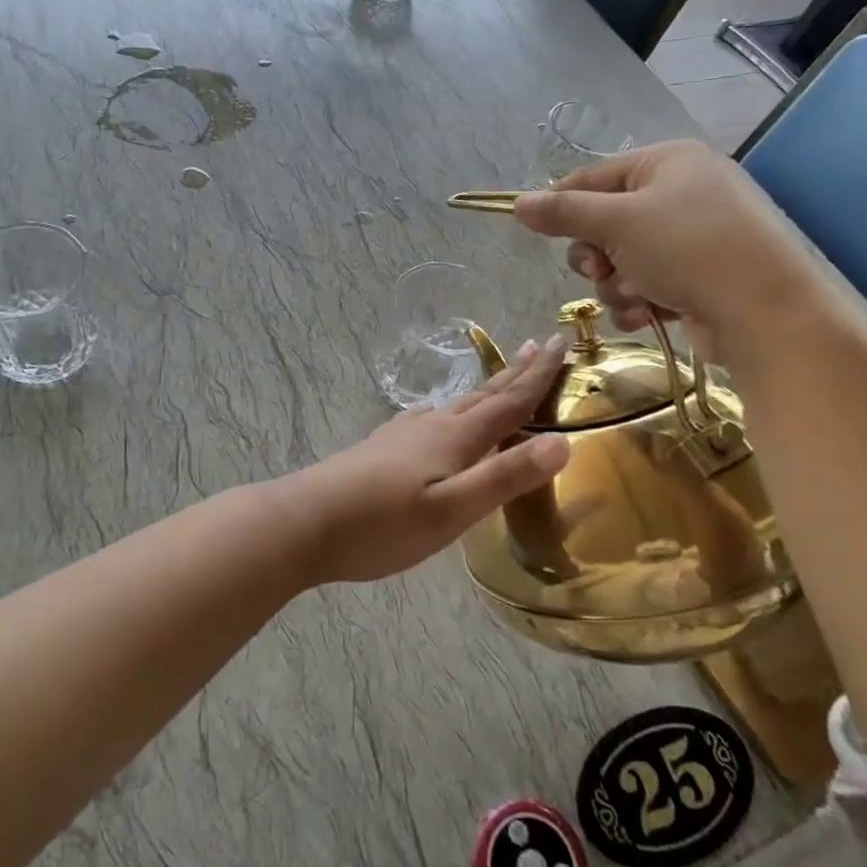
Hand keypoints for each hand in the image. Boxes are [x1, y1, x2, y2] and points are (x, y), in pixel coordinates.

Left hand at [291, 338, 570, 583]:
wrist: (303, 523)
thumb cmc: (382, 524)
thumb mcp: (451, 510)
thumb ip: (504, 477)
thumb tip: (562, 442)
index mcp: (455, 438)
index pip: (508, 401)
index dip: (539, 375)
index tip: (562, 342)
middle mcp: (432, 426)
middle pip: (484, 395)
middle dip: (516, 372)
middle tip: (541, 344)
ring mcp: (402, 434)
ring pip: (455, 404)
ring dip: (485, 390)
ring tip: (500, 380)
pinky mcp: (382, 448)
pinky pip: (430, 418)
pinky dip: (451, 410)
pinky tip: (437, 417)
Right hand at [512, 140, 817, 349]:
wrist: (764, 311)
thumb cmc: (688, 248)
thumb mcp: (618, 222)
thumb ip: (563, 212)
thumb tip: (517, 203)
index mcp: (668, 162)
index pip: (595, 176)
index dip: (562, 203)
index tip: (534, 228)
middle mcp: (682, 193)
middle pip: (605, 223)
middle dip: (596, 255)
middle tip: (599, 269)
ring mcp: (693, 237)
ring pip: (622, 261)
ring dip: (616, 284)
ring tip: (635, 297)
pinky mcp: (699, 277)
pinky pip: (646, 283)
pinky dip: (639, 301)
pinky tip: (647, 315)